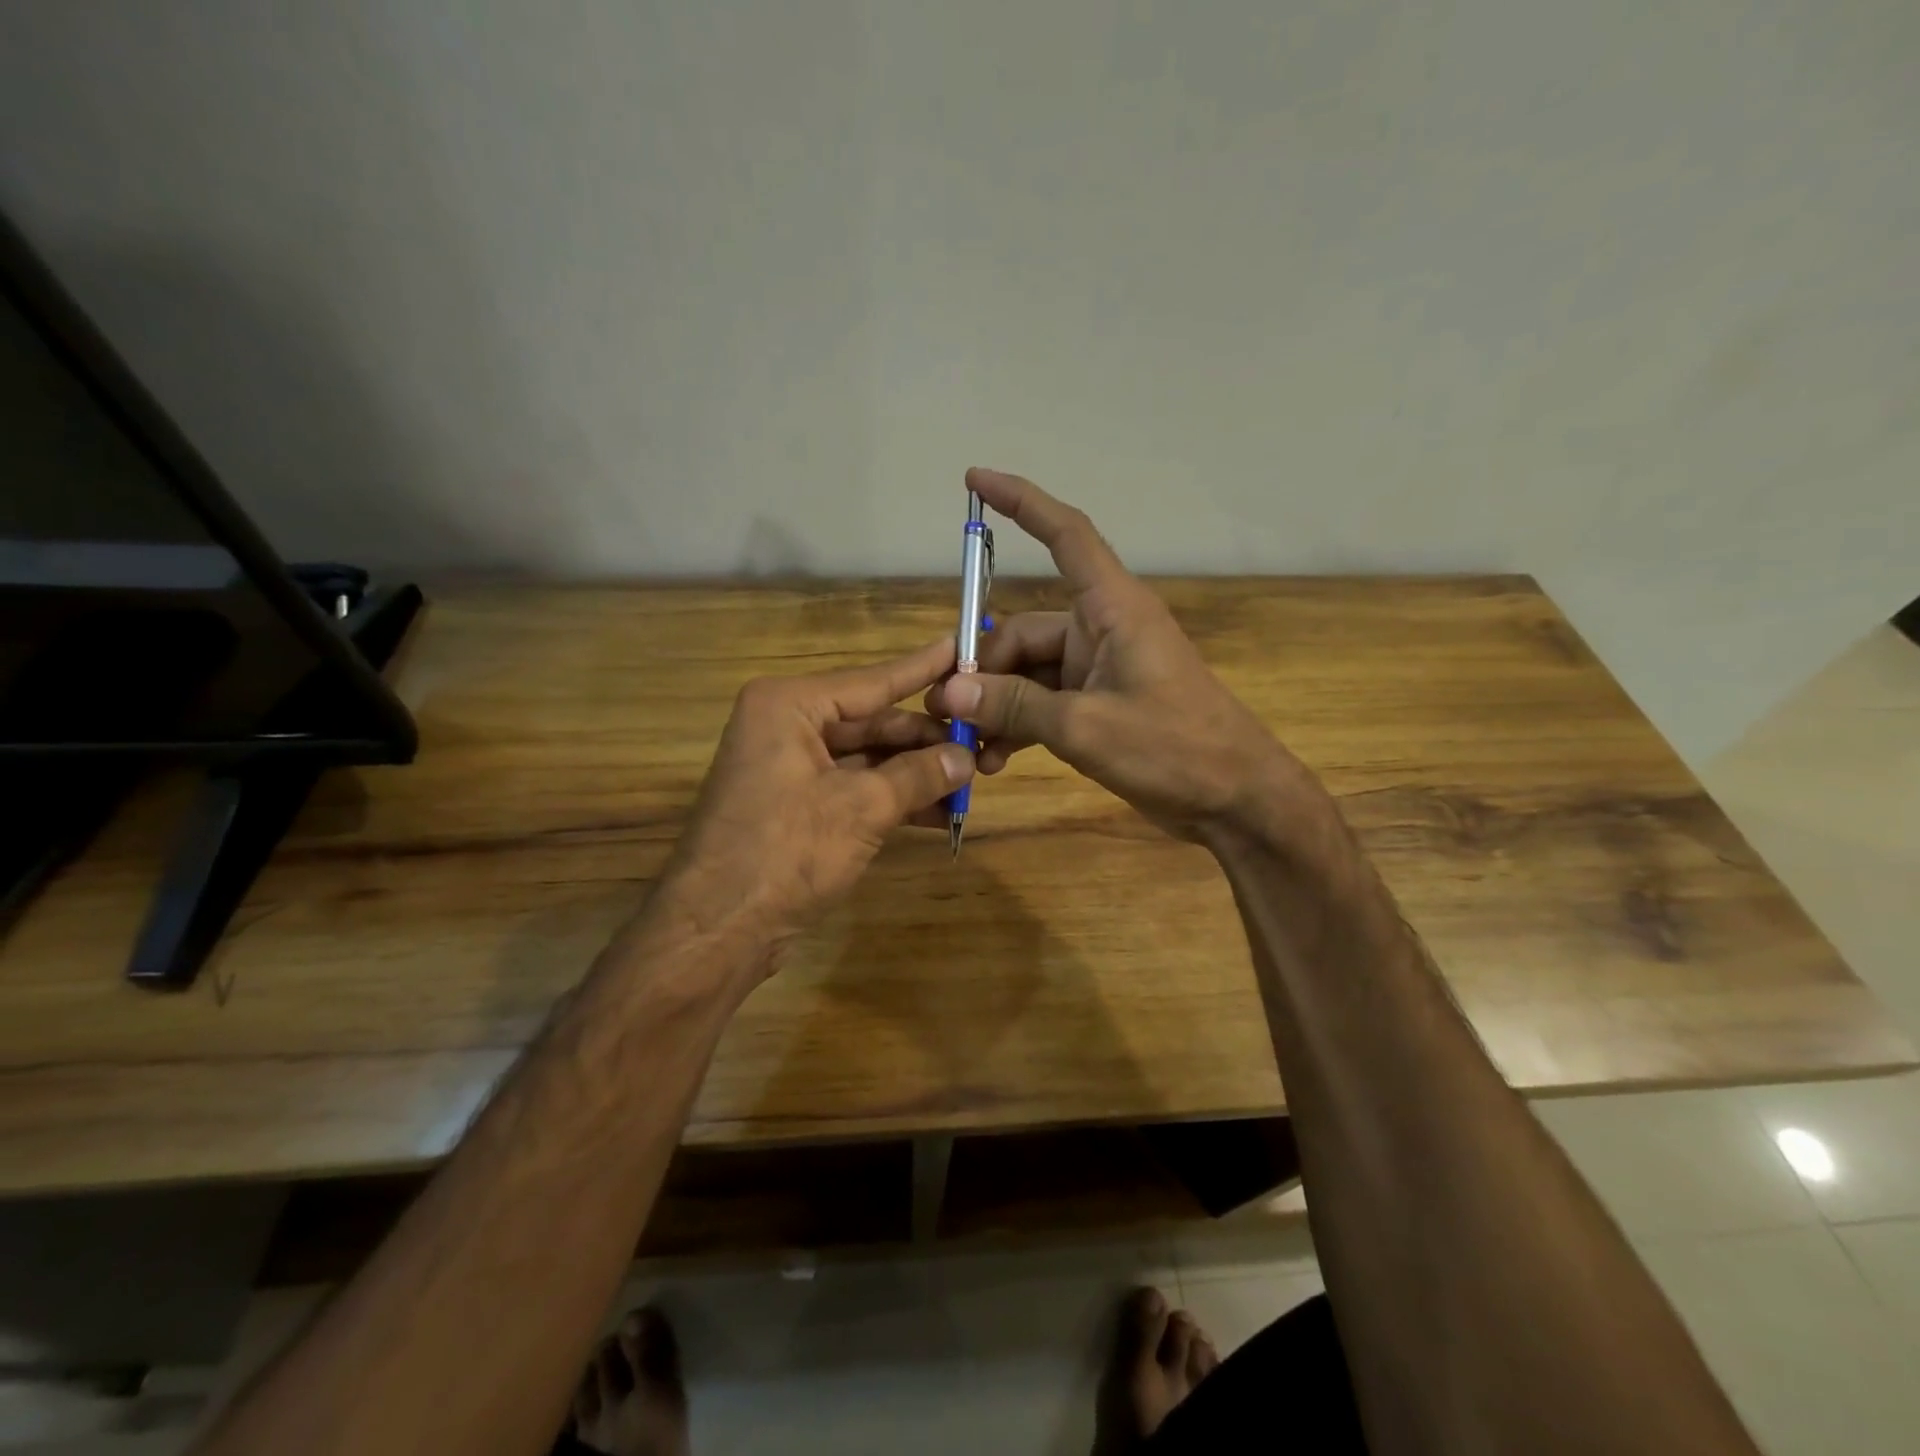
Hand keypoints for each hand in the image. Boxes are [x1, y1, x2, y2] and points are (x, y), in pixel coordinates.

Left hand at [653, 638, 972, 969]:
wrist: (717, 930)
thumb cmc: (785, 852)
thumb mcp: (862, 809)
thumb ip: (918, 775)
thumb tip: (967, 756)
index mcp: (790, 706)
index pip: (872, 682)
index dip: (923, 670)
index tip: (962, 648)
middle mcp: (786, 726)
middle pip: (871, 723)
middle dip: (925, 740)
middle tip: (980, 744)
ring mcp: (789, 768)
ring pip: (866, 759)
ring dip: (914, 774)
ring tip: (968, 782)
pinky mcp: (795, 805)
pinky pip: (853, 788)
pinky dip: (891, 799)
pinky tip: (937, 812)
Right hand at [924, 468, 1302, 841]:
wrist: (1236, 799)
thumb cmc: (1175, 749)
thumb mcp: (1085, 728)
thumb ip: (1015, 707)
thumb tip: (949, 693)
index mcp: (1111, 610)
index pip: (1065, 535)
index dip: (1022, 502)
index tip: (975, 480)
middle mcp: (1102, 629)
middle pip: (1023, 631)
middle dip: (983, 669)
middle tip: (949, 712)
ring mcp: (1100, 670)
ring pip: (1029, 673)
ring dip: (998, 706)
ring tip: (971, 747)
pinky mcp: (1100, 705)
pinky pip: (1045, 703)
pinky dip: (1020, 725)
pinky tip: (997, 759)